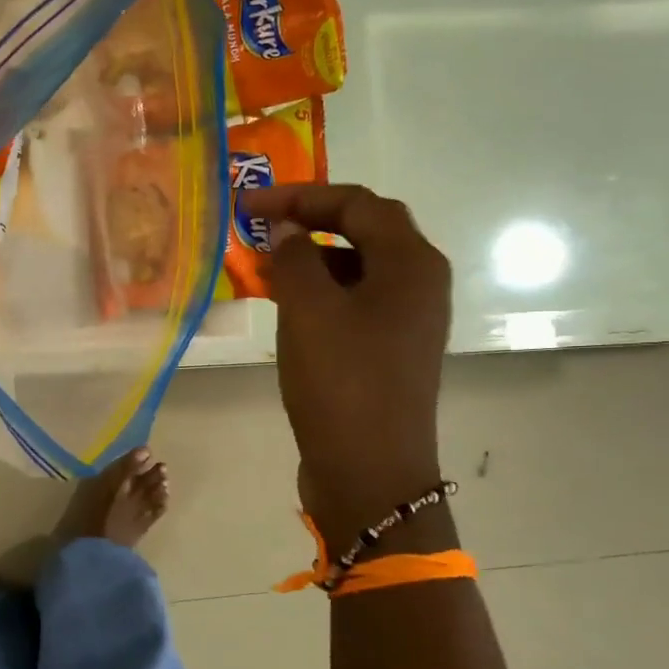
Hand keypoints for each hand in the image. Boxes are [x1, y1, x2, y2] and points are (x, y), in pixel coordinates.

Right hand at [238, 183, 452, 556]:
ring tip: (264, 263)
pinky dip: (318, 292)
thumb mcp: (308, 311)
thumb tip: (287, 232)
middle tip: (261, 226)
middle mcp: (419, 284)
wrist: (370, 472)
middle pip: (364, 230)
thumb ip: (294, 259)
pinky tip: (284, 304)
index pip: (358, 204)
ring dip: (311, 258)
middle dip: (309, 221)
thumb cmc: (342, 382)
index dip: (301, 196)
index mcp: (411, 264)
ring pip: (357, 268)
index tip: (250, 205)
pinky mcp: (388, 351)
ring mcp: (406, 321)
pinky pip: (352, 302)